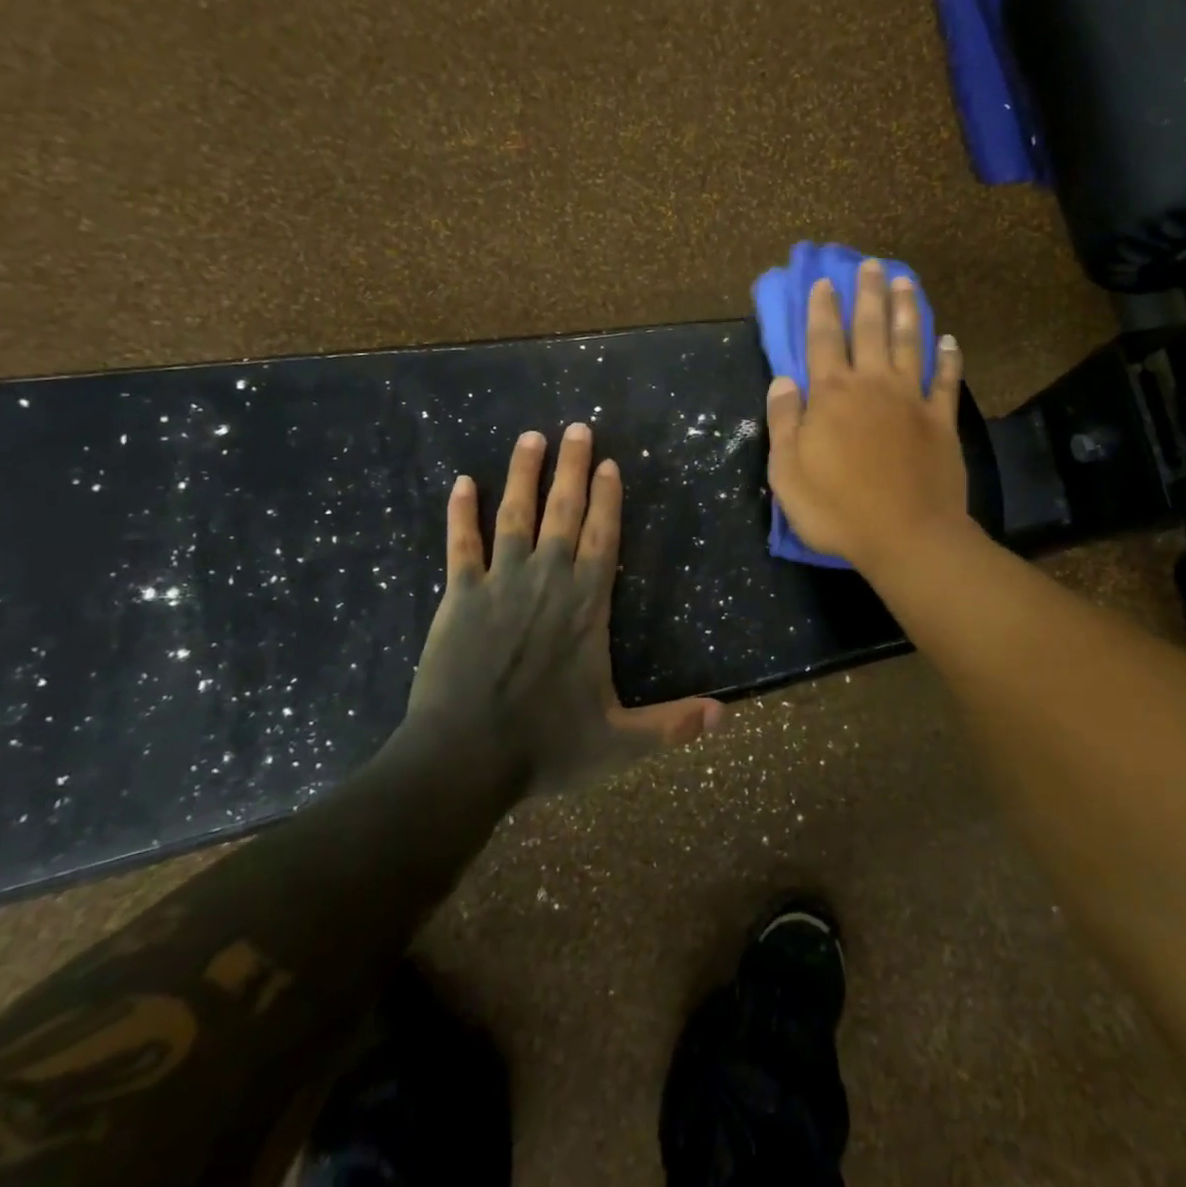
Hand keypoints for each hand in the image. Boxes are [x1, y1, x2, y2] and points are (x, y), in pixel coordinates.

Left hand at [399, 425, 724, 795]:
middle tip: (577, 428)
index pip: (603, 538)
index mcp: (586, 606)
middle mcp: (548, 581)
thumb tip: (725, 715)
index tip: (609, 463)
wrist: (463, 759)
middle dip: (572, 468)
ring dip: (523, 474)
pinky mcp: (460, 597)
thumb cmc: (545, 746)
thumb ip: (672, 725)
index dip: (608, 498)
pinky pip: (461, 544)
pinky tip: (462, 483)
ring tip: (530, 438)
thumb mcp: (619, 742)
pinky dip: (461, 513)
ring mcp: (500, 584)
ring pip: (515, 515)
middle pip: (564, 512)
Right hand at [765, 258, 968, 574]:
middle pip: (870, 329)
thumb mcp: (788, 472)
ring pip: (909, 344)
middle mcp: (873, 385)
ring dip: (906, 311)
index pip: (823, 340)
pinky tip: (949, 341)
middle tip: (871, 265)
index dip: (822, 309)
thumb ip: (783, 422)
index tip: (824, 282)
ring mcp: (911, 400)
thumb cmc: (836, 509)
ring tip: (904, 281)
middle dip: (868, 295)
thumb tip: (783, 380)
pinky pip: (945, 381)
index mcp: (832, 395)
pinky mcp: (941, 421)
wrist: (906, 536)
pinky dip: (948, 358)